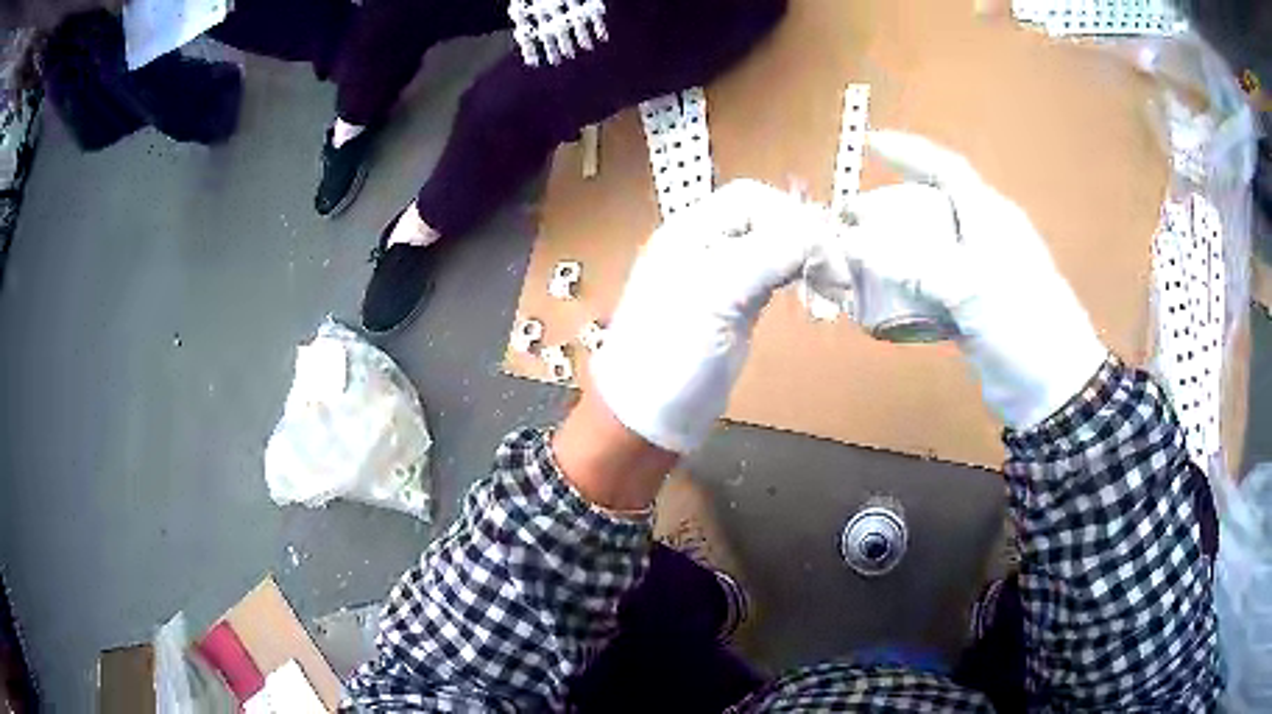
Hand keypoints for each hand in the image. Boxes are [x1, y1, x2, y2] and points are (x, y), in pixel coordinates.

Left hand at [590, 179, 838, 452]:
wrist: (650, 418)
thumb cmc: (672, 355)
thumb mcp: (718, 295)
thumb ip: (769, 254)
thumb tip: (819, 238)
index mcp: (690, 232)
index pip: (751, 199)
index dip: (791, 215)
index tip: (824, 249)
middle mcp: (705, 246)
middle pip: (765, 219)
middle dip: (803, 235)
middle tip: (835, 267)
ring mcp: (720, 276)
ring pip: (772, 245)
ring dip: (805, 256)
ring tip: (831, 281)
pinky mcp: (734, 306)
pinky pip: (772, 274)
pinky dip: (797, 276)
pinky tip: (813, 290)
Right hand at [820, 130, 1107, 428]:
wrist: (1052, 389)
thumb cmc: (1022, 324)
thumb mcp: (970, 287)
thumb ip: (911, 265)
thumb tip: (851, 244)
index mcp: (991, 217)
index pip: (946, 170)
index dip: (909, 152)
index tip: (870, 143)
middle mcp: (984, 239)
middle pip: (932, 208)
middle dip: (891, 205)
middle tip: (851, 215)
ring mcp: (978, 276)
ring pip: (929, 250)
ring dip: (894, 250)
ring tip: (856, 255)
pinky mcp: (971, 310)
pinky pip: (931, 288)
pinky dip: (905, 289)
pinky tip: (881, 298)